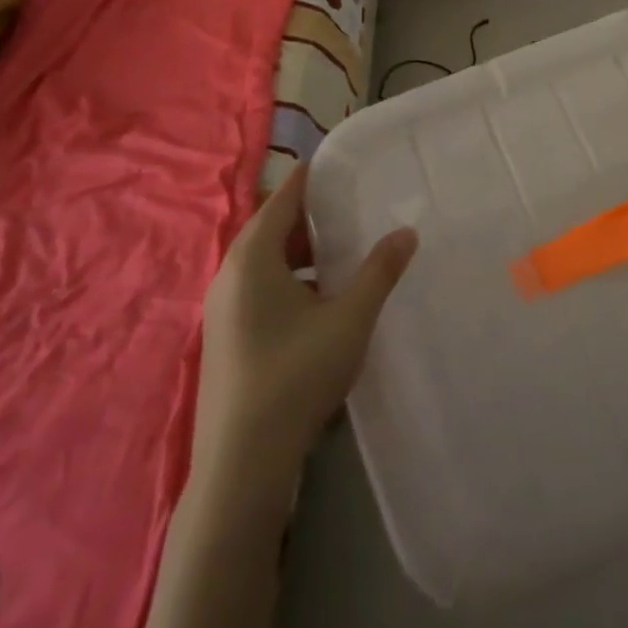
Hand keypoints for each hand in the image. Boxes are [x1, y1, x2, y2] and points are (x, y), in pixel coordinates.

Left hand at [194, 162, 418, 489]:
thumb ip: (379, 271)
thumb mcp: (350, 318)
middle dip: (308, 218)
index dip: (308, 177)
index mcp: (252, 258)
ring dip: (299, 254)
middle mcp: (229, 276)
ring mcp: (221, 311)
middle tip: (349, 210)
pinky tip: (318, 304)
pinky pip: (257, 289)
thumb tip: (407, 231)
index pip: (281, 199)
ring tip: (340, 256)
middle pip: (270, 229)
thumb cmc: (296, 375)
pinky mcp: (224, 339)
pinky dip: (287, 281)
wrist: (241, 465)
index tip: (334, 161)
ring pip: (263, 263)